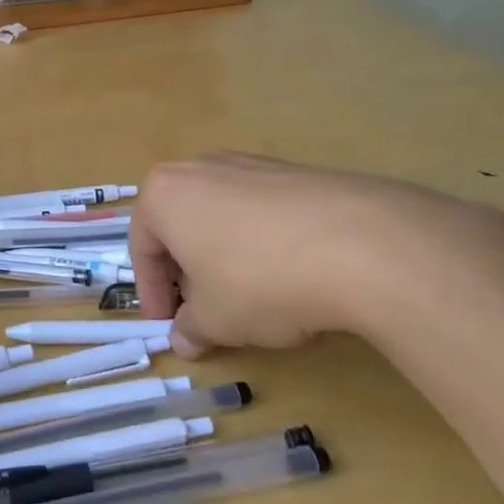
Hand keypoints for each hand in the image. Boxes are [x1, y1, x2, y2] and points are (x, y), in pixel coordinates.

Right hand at [129, 154, 503, 353]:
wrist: (361, 244)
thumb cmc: (260, 280)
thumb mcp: (215, 320)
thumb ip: (191, 329)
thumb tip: (185, 339)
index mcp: (164, 194)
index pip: (142, 247)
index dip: (151, 293)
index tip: (167, 326)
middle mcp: (200, 168)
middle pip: (180, 225)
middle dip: (187, 271)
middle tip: (204, 311)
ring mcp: (250, 164)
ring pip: (221, 216)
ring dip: (224, 257)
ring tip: (250, 297)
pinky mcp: (295, 172)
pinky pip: (262, 211)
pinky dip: (263, 243)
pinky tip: (290, 275)